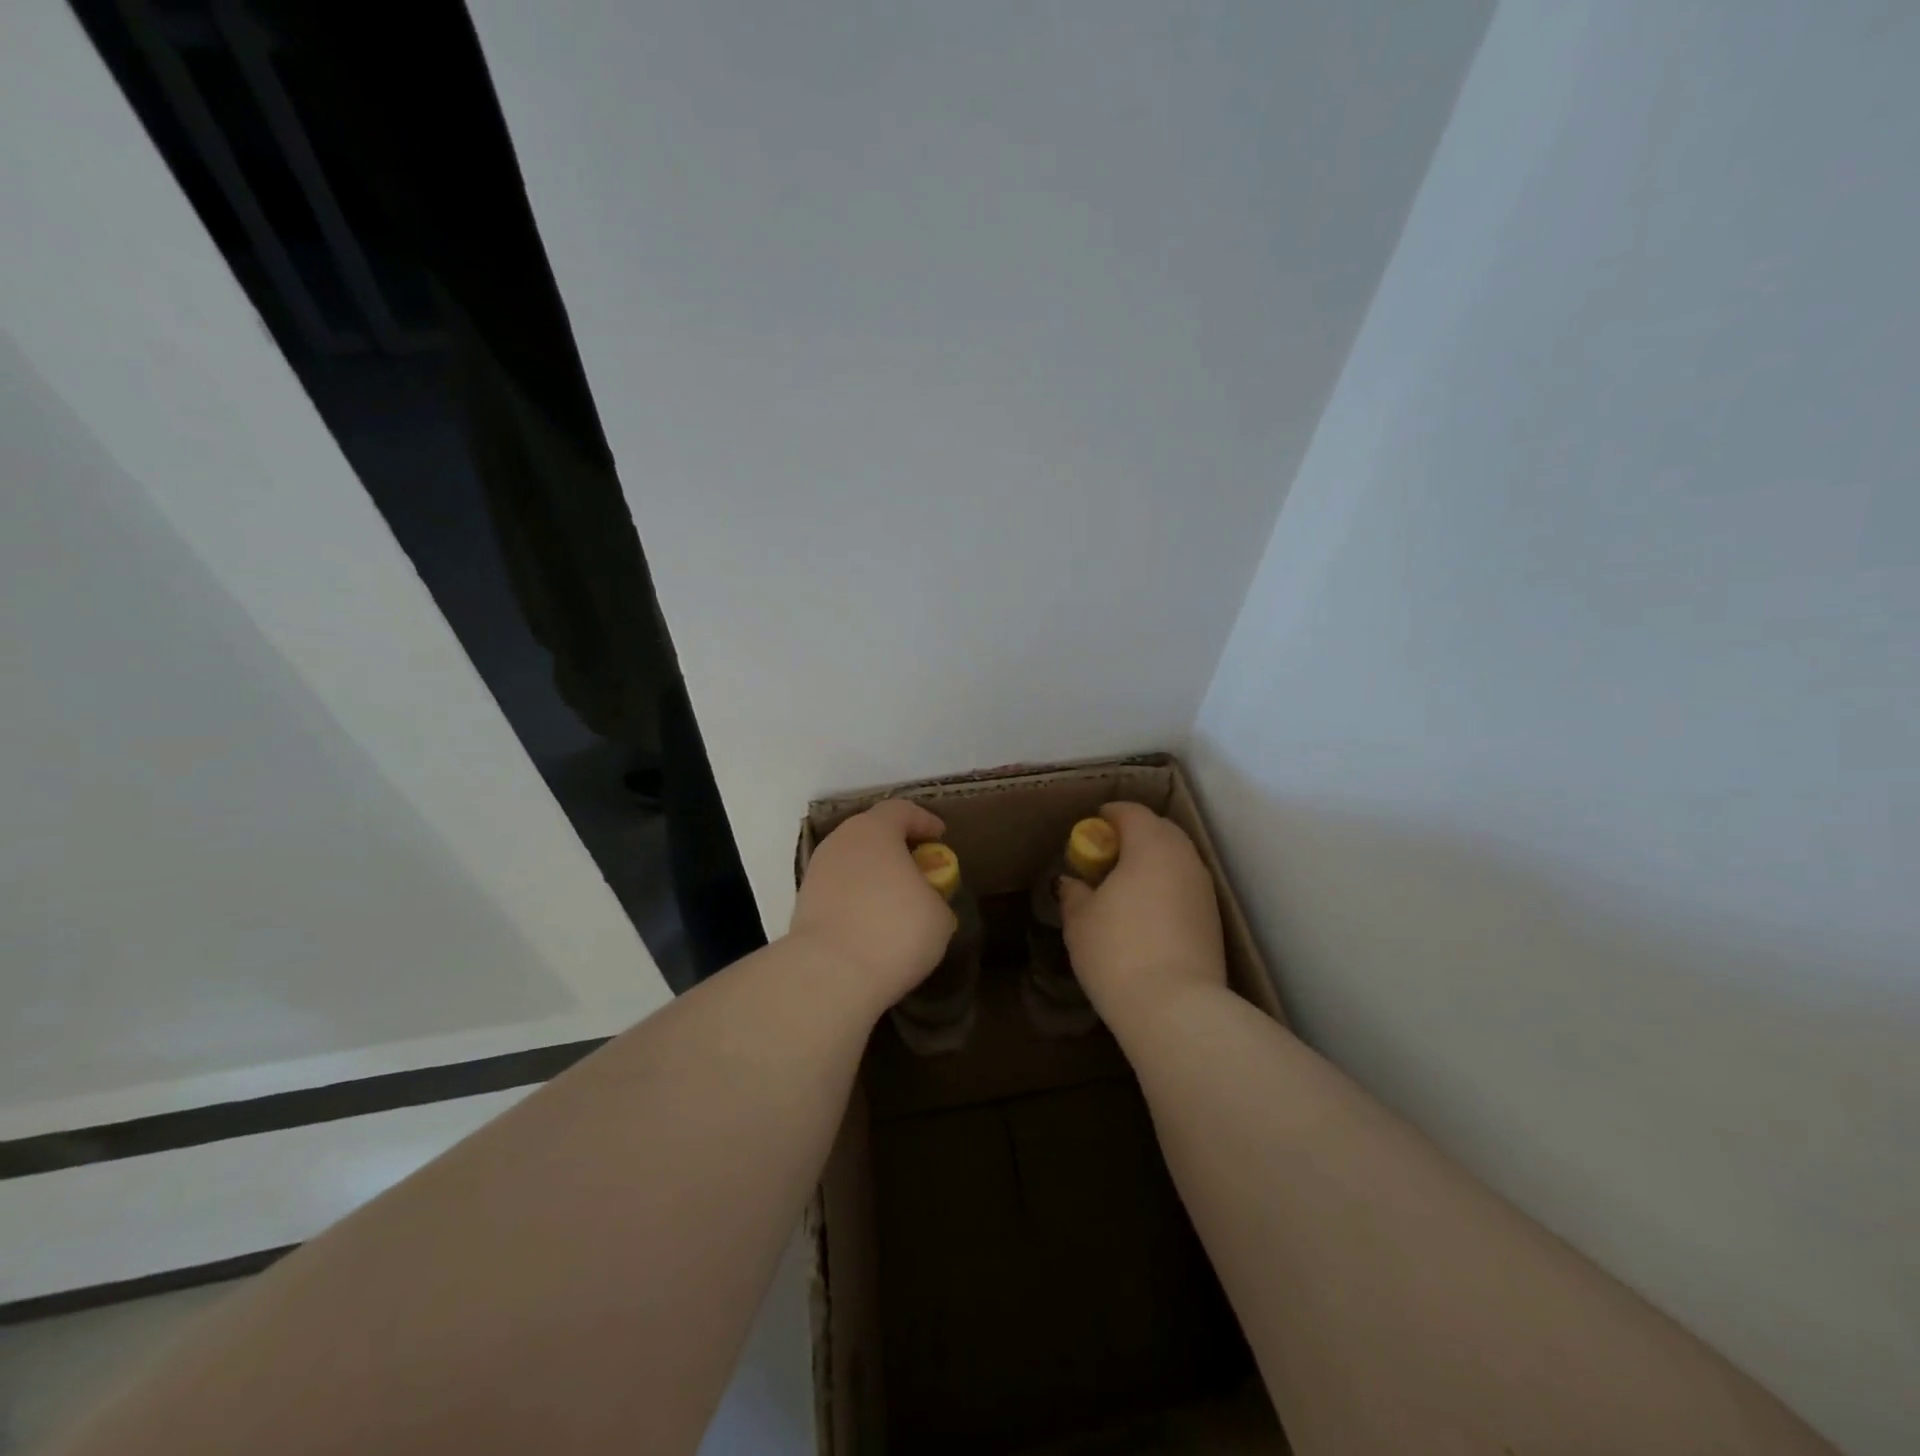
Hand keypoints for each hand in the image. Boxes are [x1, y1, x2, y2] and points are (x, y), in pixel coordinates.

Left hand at [788, 799, 955, 1014]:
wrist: (829, 974)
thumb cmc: (894, 930)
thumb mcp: (938, 914)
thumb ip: (932, 894)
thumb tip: (922, 899)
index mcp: (875, 831)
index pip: (900, 810)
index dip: (923, 820)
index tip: (940, 835)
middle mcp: (841, 842)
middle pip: (871, 832)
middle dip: (895, 846)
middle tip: (917, 867)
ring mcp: (817, 872)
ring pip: (851, 861)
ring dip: (873, 873)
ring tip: (894, 898)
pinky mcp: (803, 903)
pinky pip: (838, 889)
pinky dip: (856, 897)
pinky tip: (871, 920)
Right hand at [1059, 802, 1226, 1033]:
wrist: (1176, 1008)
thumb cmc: (1117, 951)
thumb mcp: (1080, 920)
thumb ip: (1074, 892)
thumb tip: (1072, 882)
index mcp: (1150, 844)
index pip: (1131, 812)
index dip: (1108, 815)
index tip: (1090, 829)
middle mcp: (1183, 857)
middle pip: (1159, 830)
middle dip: (1133, 835)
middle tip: (1106, 856)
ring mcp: (1203, 888)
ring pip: (1176, 858)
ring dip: (1152, 861)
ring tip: (1125, 886)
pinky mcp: (1213, 918)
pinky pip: (1185, 885)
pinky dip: (1166, 886)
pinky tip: (1147, 913)